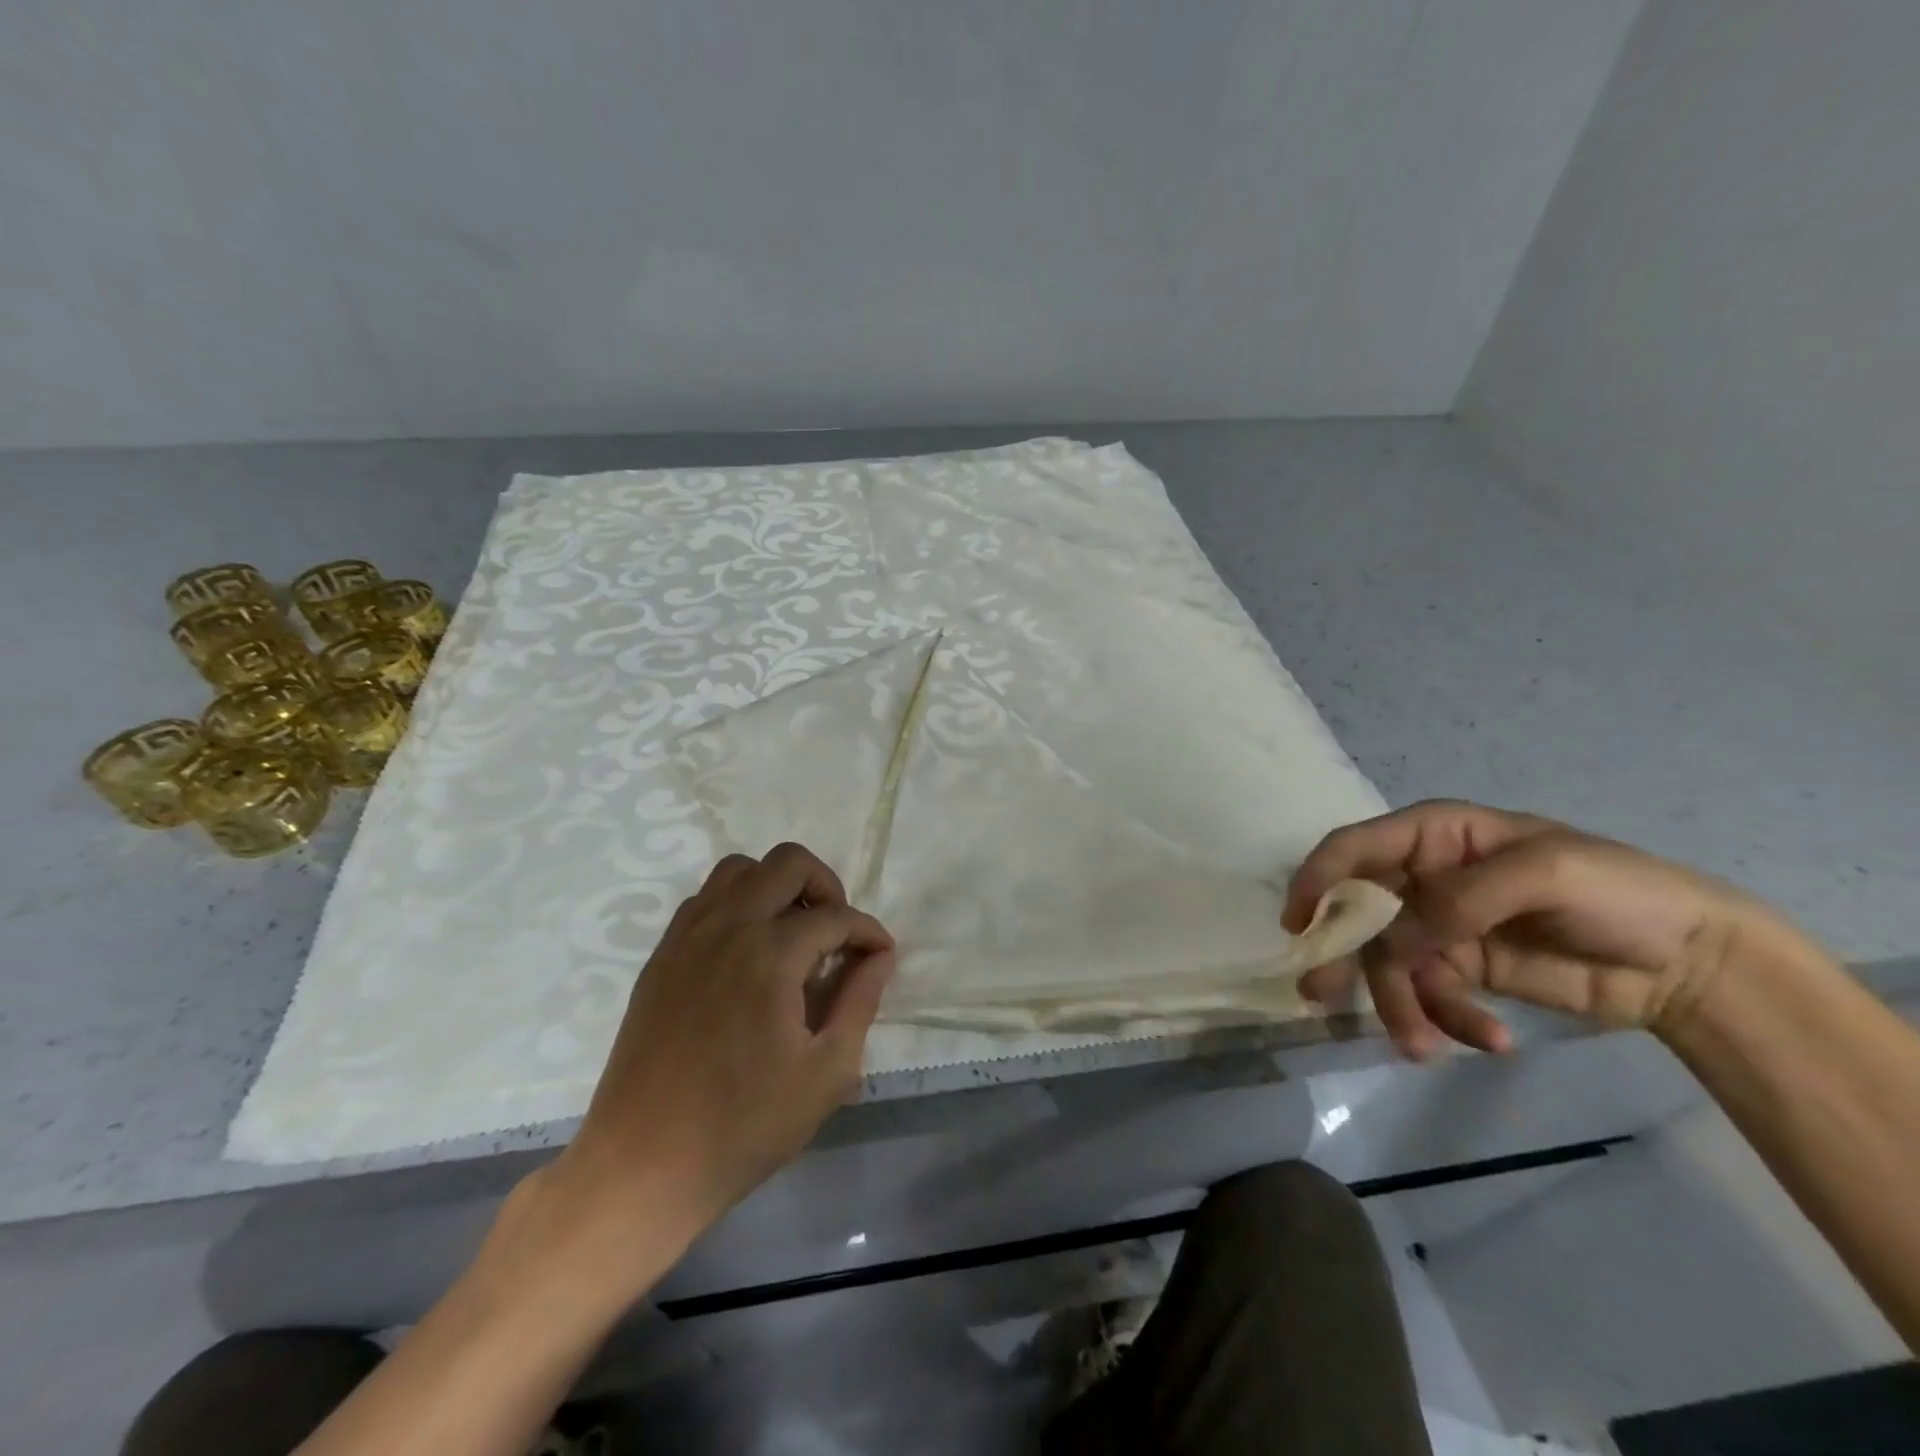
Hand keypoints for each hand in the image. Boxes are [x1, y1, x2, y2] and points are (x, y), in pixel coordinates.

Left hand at [550, 843, 895, 1241]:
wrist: (643, 1165)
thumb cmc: (744, 1125)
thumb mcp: (826, 1073)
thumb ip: (860, 1002)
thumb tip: (880, 957)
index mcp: (770, 955)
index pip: (835, 916)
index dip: (868, 932)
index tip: (881, 956)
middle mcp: (727, 927)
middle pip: (787, 863)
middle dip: (826, 886)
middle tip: (837, 932)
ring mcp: (687, 937)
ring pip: (739, 870)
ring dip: (777, 886)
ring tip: (793, 932)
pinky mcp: (662, 956)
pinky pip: (705, 899)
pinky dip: (737, 904)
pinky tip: (748, 950)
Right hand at [1283, 800, 1786, 1058]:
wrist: (1696, 962)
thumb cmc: (1618, 890)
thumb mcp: (1545, 872)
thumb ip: (1463, 897)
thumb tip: (1397, 937)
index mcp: (1434, 835)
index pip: (1354, 849)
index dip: (1317, 879)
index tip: (1298, 925)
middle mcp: (1425, 877)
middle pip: (1359, 912)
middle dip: (1343, 955)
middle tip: (1322, 996)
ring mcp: (1442, 926)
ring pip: (1390, 963)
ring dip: (1400, 1005)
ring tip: (1424, 1047)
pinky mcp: (1465, 969)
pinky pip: (1432, 994)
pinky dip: (1449, 1019)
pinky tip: (1489, 1040)